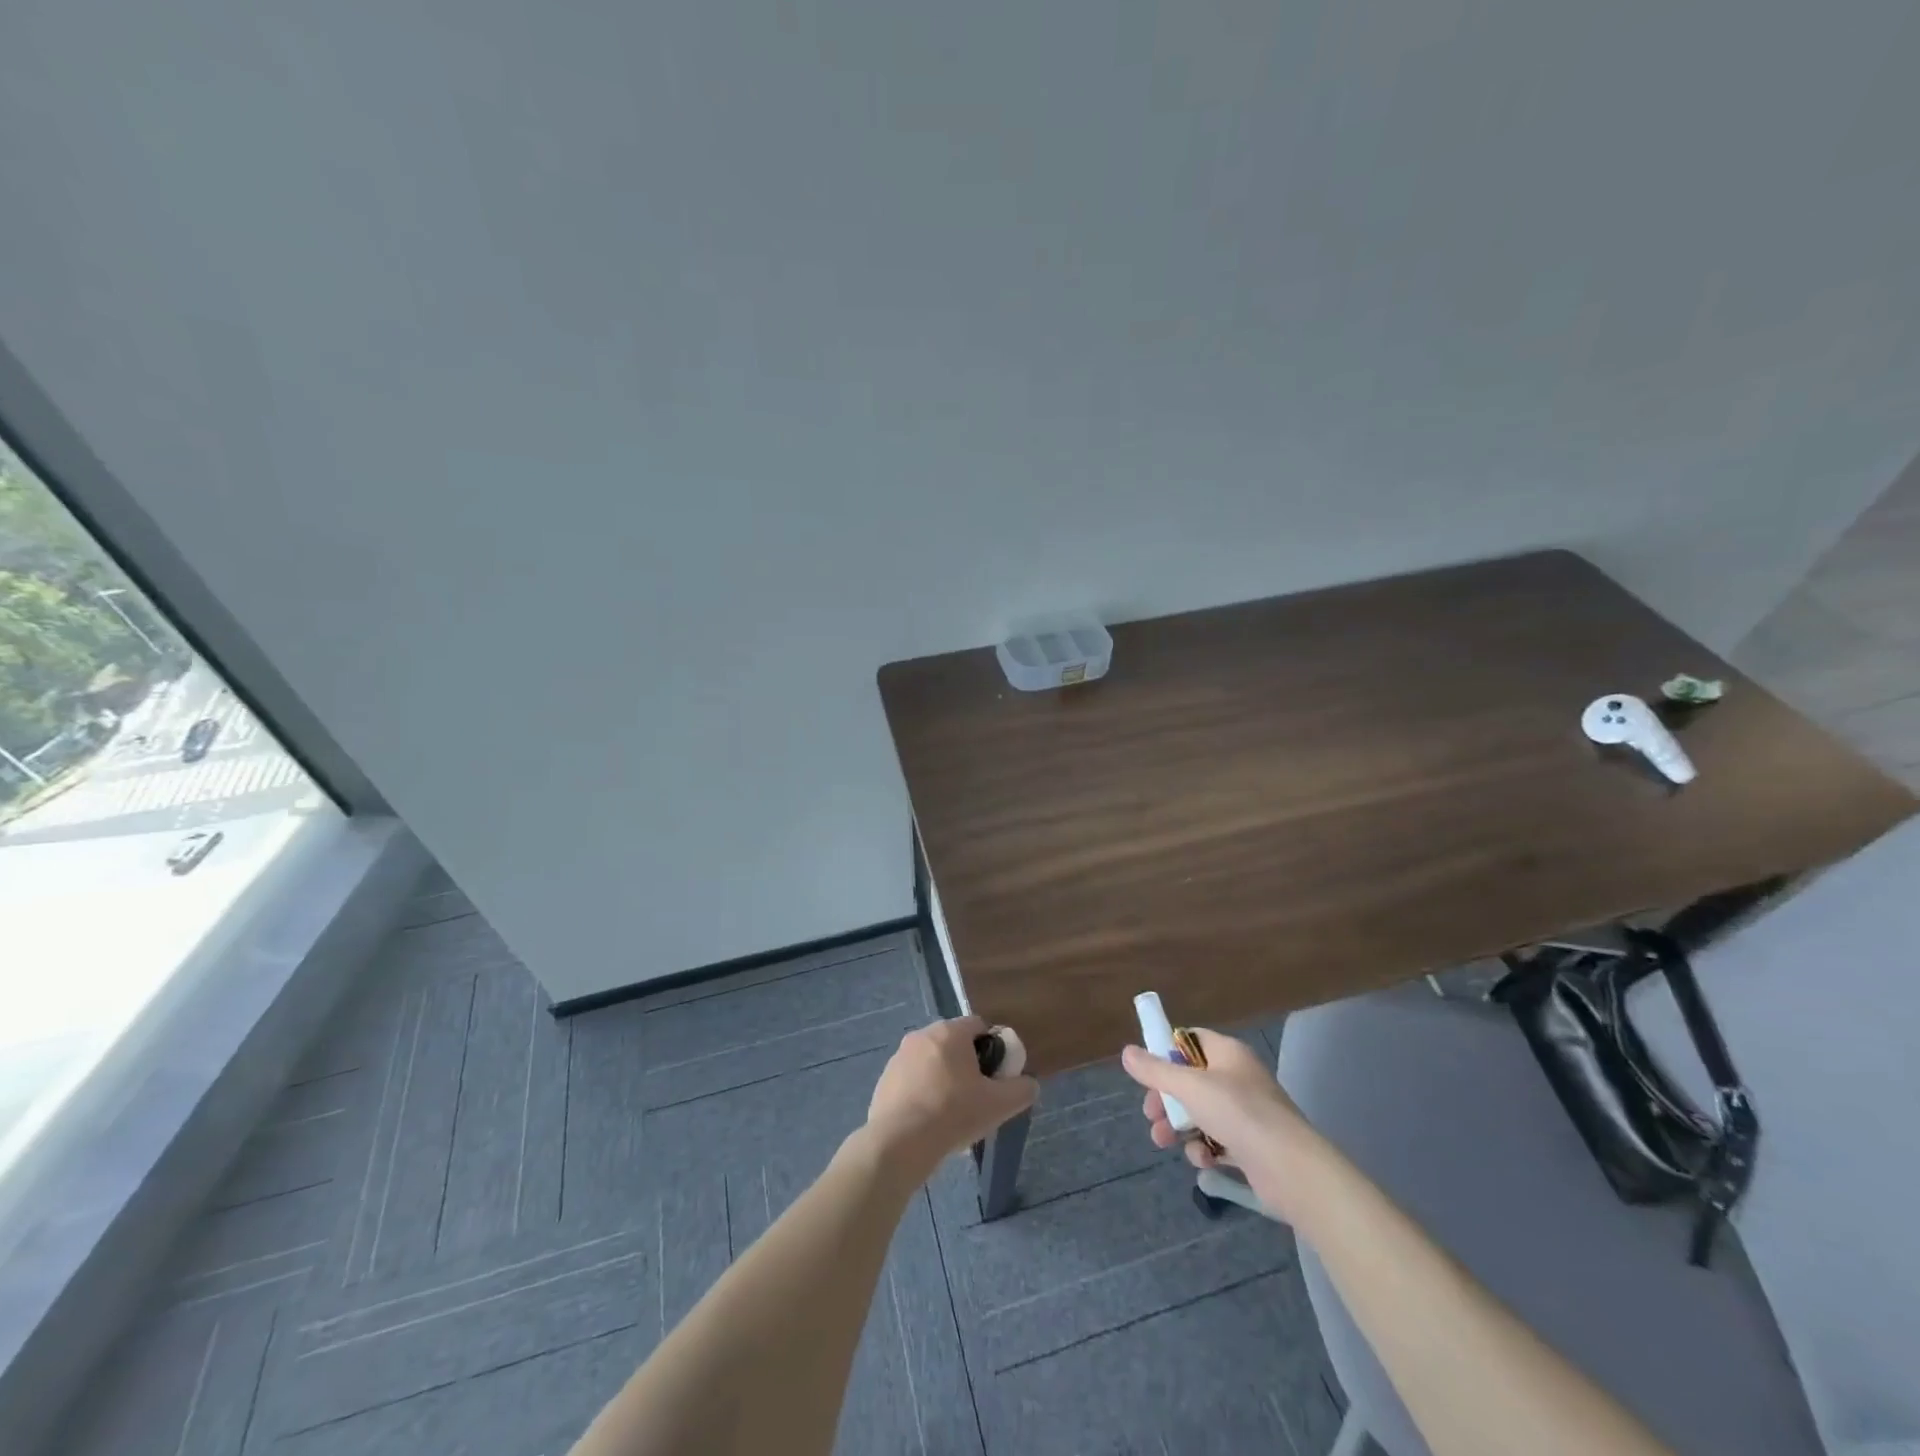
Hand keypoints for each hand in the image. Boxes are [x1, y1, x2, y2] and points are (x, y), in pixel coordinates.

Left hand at [863, 1017, 1037, 1185]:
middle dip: (967, 1064)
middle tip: (977, 1096)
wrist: (900, 1142)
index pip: (978, 1025)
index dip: (992, 1048)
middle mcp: (922, 1035)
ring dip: (943, 1078)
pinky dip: (922, 1093)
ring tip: (952, 1113)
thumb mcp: (999, 1105)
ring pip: (931, 1061)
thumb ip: (1021, 1090)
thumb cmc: (953, 1114)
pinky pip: (912, 1080)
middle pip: (953, 1043)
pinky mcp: (884, 1080)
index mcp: (950, 1032)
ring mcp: (899, 1057)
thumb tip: (1030, 1084)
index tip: (996, 1076)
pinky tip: (928, 1121)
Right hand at [1121, 1030, 1311, 1209]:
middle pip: (1190, 1080)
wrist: (1290, 1169)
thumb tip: (1127, 1052)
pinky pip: (1217, 1140)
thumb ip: (1156, 1070)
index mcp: (1228, 1053)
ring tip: (1163, 1142)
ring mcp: (1245, 1113)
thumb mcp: (1189, 1087)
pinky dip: (1204, 1149)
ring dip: (1178, 1126)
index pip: (1190, 1040)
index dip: (1166, 1052)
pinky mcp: (1250, 1145)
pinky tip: (1202, 1160)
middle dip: (1166, 1098)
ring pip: (1200, 1112)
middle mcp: (1237, 1078)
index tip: (1147, 1072)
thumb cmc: (1239, 1113)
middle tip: (1151, 1114)